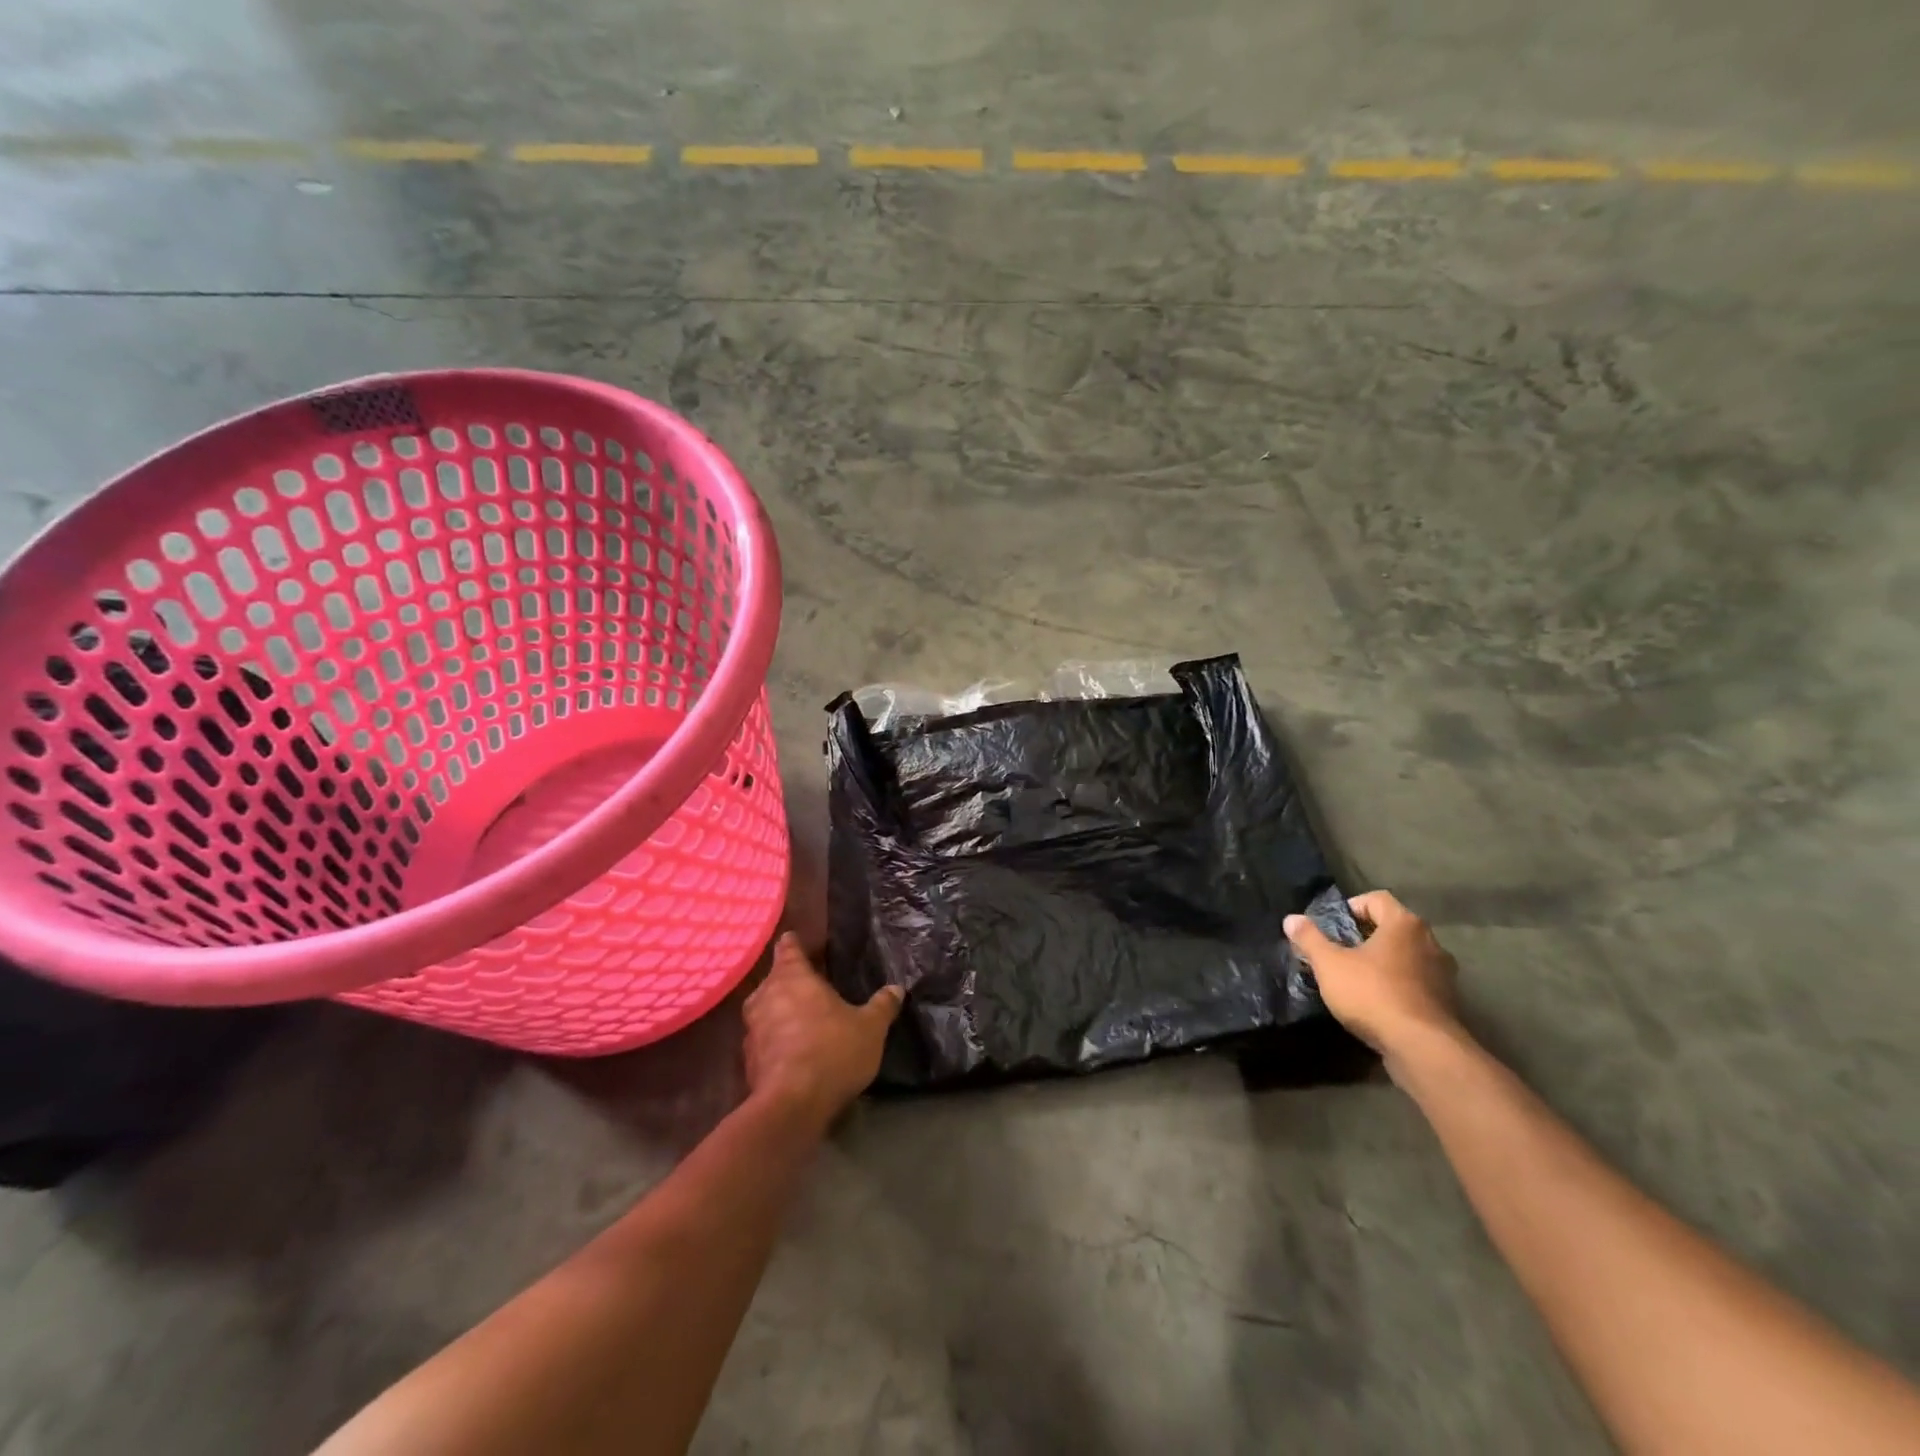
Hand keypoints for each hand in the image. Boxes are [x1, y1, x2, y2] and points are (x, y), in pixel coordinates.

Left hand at [743, 934, 902, 1132]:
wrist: (791, 1104)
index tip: (799, 942)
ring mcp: (752, 1029)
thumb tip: (896, 989)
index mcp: (792, 976)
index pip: (788, 947)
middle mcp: (766, 995)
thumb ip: (882, 1006)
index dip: (794, 944)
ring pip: (765, 1010)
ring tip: (804, 1020)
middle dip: (790, 982)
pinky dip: (775, 1041)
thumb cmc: (832, 1050)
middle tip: (812, 987)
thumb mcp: (870, 1028)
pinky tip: (794, 1052)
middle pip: (775, 979)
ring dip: (780, 1012)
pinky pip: (763, 1040)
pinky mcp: (748, 1061)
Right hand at [1284, 891, 1461, 1063]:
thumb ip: (1309, 939)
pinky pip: (1416, 982)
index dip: (1350, 907)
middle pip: (1392, 927)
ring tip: (1355, 978)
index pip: (1376, 899)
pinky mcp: (1447, 1002)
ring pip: (1405, 956)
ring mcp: (1443, 974)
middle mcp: (1430, 942)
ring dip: (1382, 962)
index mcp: (1404, 924)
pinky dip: (1397, 985)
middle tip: (1338, 952)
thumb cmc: (1372, 994)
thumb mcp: (1329, 964)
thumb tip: (1291, 919)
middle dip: (1364, 936)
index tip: (1332, 927)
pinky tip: (1376, 1002)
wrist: (1421, 1048)